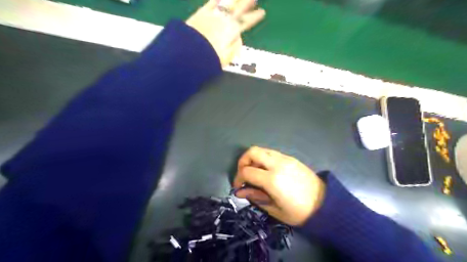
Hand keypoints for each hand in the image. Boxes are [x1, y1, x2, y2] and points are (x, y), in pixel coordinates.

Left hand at [187, 0, 265, 66]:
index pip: (247, 22)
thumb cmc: (210, 58)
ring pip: (227, 2)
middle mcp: (225, 20)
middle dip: (247, 2)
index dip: (255, 17)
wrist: (190, 53)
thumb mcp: (227, 57)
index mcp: (233, 31)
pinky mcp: (201, 13)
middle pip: (239, 9)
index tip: (262, 12)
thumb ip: (235, 46)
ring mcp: (213, 14)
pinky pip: (212, 2)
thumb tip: (239, 36)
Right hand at [233, 147, 324, 225]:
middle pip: (252, 152)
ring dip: (253, 158)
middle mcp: (277, 164)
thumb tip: (240, 191)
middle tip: (243, 174)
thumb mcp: (275, 209)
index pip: (247, 171)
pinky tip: (266, 171)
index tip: (239, 186)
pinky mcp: (291, 158)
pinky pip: (272, 153)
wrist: (325, 204)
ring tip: (254, 172)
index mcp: (272, 180)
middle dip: (243, 161)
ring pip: (262, 150)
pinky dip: (264, 158)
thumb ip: (256, 197)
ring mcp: (285, 159)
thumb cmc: (299, 212)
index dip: (238, 178)